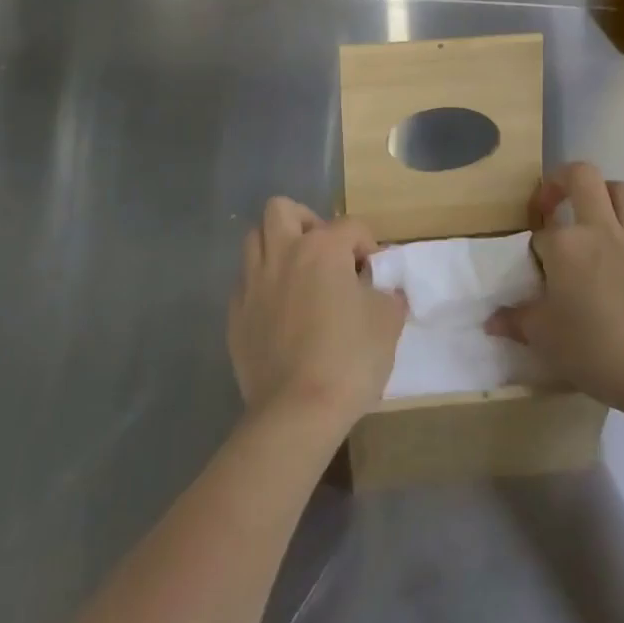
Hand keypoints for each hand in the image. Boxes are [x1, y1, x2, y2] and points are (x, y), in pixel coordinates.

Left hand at [228, 197, 406, 434]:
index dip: (368, 245)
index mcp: (322, 248)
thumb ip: (388, 295)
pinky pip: (245, 283)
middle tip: (324, 254)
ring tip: (297, 277)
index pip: (351, 226)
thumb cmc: (349, 360)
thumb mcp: (387, 323)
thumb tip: (384, 289)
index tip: (374, 274)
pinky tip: (277, 312)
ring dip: (276, 248)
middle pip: (282, 210)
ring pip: (254, 239)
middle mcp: (282, 253)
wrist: (297, 412)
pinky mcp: (235, 314)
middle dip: (305, 222)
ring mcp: (253, 282)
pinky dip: (261, 287)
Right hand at [486, 161, 623, 424]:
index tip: (535, 275)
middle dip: (564, 180)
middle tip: (554, 204)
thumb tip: (491, 321)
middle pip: (583, 176)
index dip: (534, 249)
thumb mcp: (543, 339)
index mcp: (566, 245)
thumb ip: (515, 321)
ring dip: (609, 194)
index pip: (541, 233)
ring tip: (597, 213)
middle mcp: (601, 231)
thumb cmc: (595, 352)